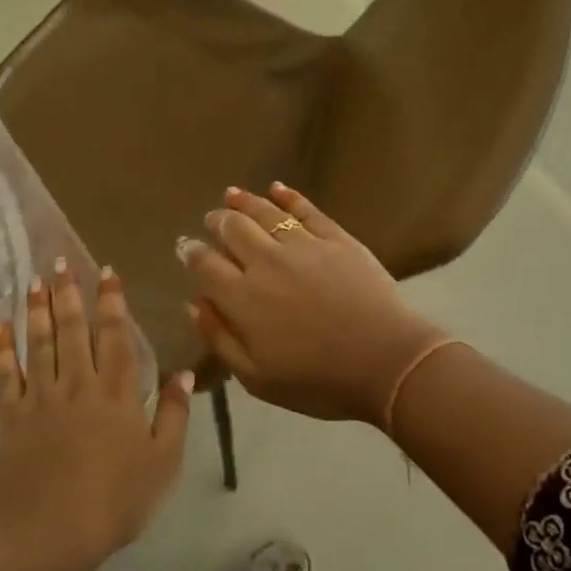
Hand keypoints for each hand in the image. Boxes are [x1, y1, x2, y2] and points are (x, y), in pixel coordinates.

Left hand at [0, 259, 191, 564]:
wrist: (51, 531)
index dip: (112, 302)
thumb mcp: (164, 462)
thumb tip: (183, 372)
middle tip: (61, 263)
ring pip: (40, 343)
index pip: (116, 336)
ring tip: (36, 281)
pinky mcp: (12, 416)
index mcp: (118, 392)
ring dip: (37, 310)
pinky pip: (5, 374)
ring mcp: (41, 397)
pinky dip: (1, 349)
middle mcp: (79, 384)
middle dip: (70, 294)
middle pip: (74, 330)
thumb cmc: (117, 500)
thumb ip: (175, 415)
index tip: (106, 272)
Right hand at [180, 183, 446, 424]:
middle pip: (233, 230)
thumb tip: (194, 303)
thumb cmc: (318, 381)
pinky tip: (277, 188)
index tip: (184, 246)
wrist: (386, 363)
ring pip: (266, 214)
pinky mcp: (337, 239)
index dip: (191, 252)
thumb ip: (220, 338)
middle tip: (211, 219)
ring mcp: (304, 246)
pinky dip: (289, 196)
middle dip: (217, 222)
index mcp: (243, 298)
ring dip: (245, 202)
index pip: (206, 265)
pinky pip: (307, 210)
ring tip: (232, 195)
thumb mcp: (256, 378)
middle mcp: (267, 263)